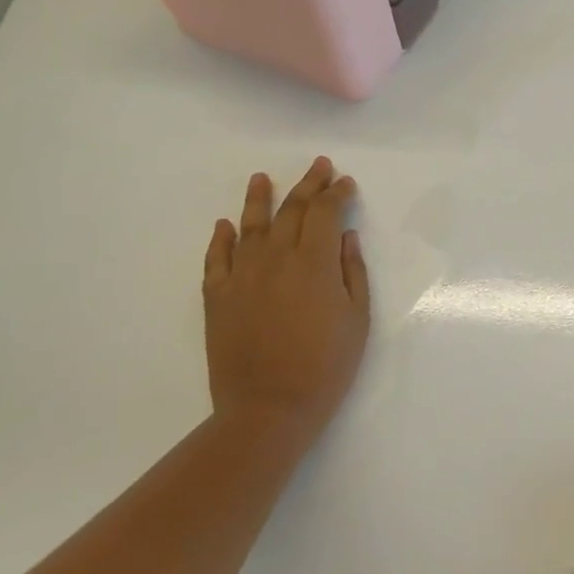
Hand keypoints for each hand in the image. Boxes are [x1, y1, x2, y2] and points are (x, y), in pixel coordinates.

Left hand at [202, 157, 369, 434]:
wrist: (268, 407)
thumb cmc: (326, 365)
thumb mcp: (357, 319)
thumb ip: (353, 273)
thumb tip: (345, 238)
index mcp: (314, 263)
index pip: (326, 213)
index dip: (337, 194)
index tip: (347, 182)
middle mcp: (275, 258)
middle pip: (292, 210)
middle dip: (309, 185)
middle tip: (319, 166)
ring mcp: (241, 275)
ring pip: (250, 225)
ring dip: (259, 198)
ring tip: (262, 178)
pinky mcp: (216, 296)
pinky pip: (217, 257)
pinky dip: (221, 237)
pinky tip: (225, 225)